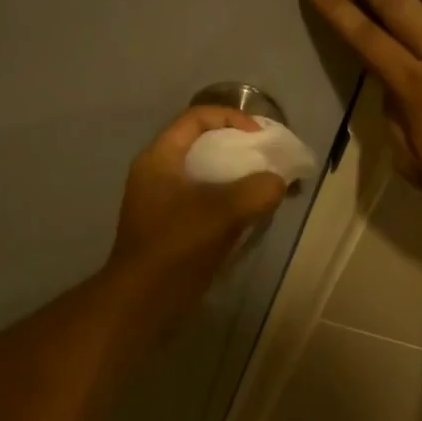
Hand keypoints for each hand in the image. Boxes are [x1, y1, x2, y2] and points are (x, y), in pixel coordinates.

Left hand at [107, 107, 288, 320]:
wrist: (143, 302)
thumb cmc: (176, 248)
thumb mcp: (222, 213)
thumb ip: (257, 191)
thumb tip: (278, 184)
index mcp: (160, 159)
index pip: (196, 118)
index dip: (232, 118)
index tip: (260, 137)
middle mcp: (158, 174)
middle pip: (203, 145)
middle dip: (240, 149)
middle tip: (270, 162)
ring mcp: (163, 203)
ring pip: (206, 177)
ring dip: (237, 179)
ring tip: (267, 190)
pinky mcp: (172, 228)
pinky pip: (205, 203)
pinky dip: (229, 203)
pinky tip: (252, 216)